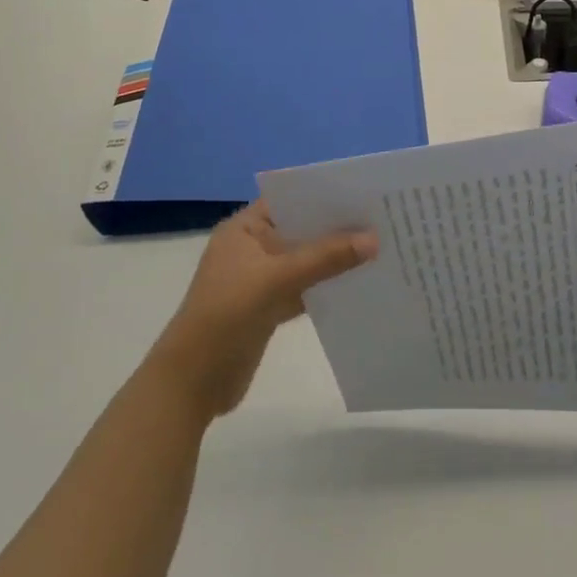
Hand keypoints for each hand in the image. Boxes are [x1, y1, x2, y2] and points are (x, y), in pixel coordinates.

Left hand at [150, 203, 376, 422]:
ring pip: (306, 260)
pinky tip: (360, 283)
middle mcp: (253, 247)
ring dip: (336, 258)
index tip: (367, 194)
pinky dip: (327, 285)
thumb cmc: (227, 315)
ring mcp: (261, 278)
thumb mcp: (277, 279)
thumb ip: (326, 258)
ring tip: (381, 249)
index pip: (290, 200)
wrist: (193, 381)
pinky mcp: (269, 307)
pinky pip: (305, 287)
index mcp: (244, 229)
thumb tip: (375, 239)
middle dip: (338, 228)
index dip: (325, 196)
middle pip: (302, 230)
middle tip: (384, 221)